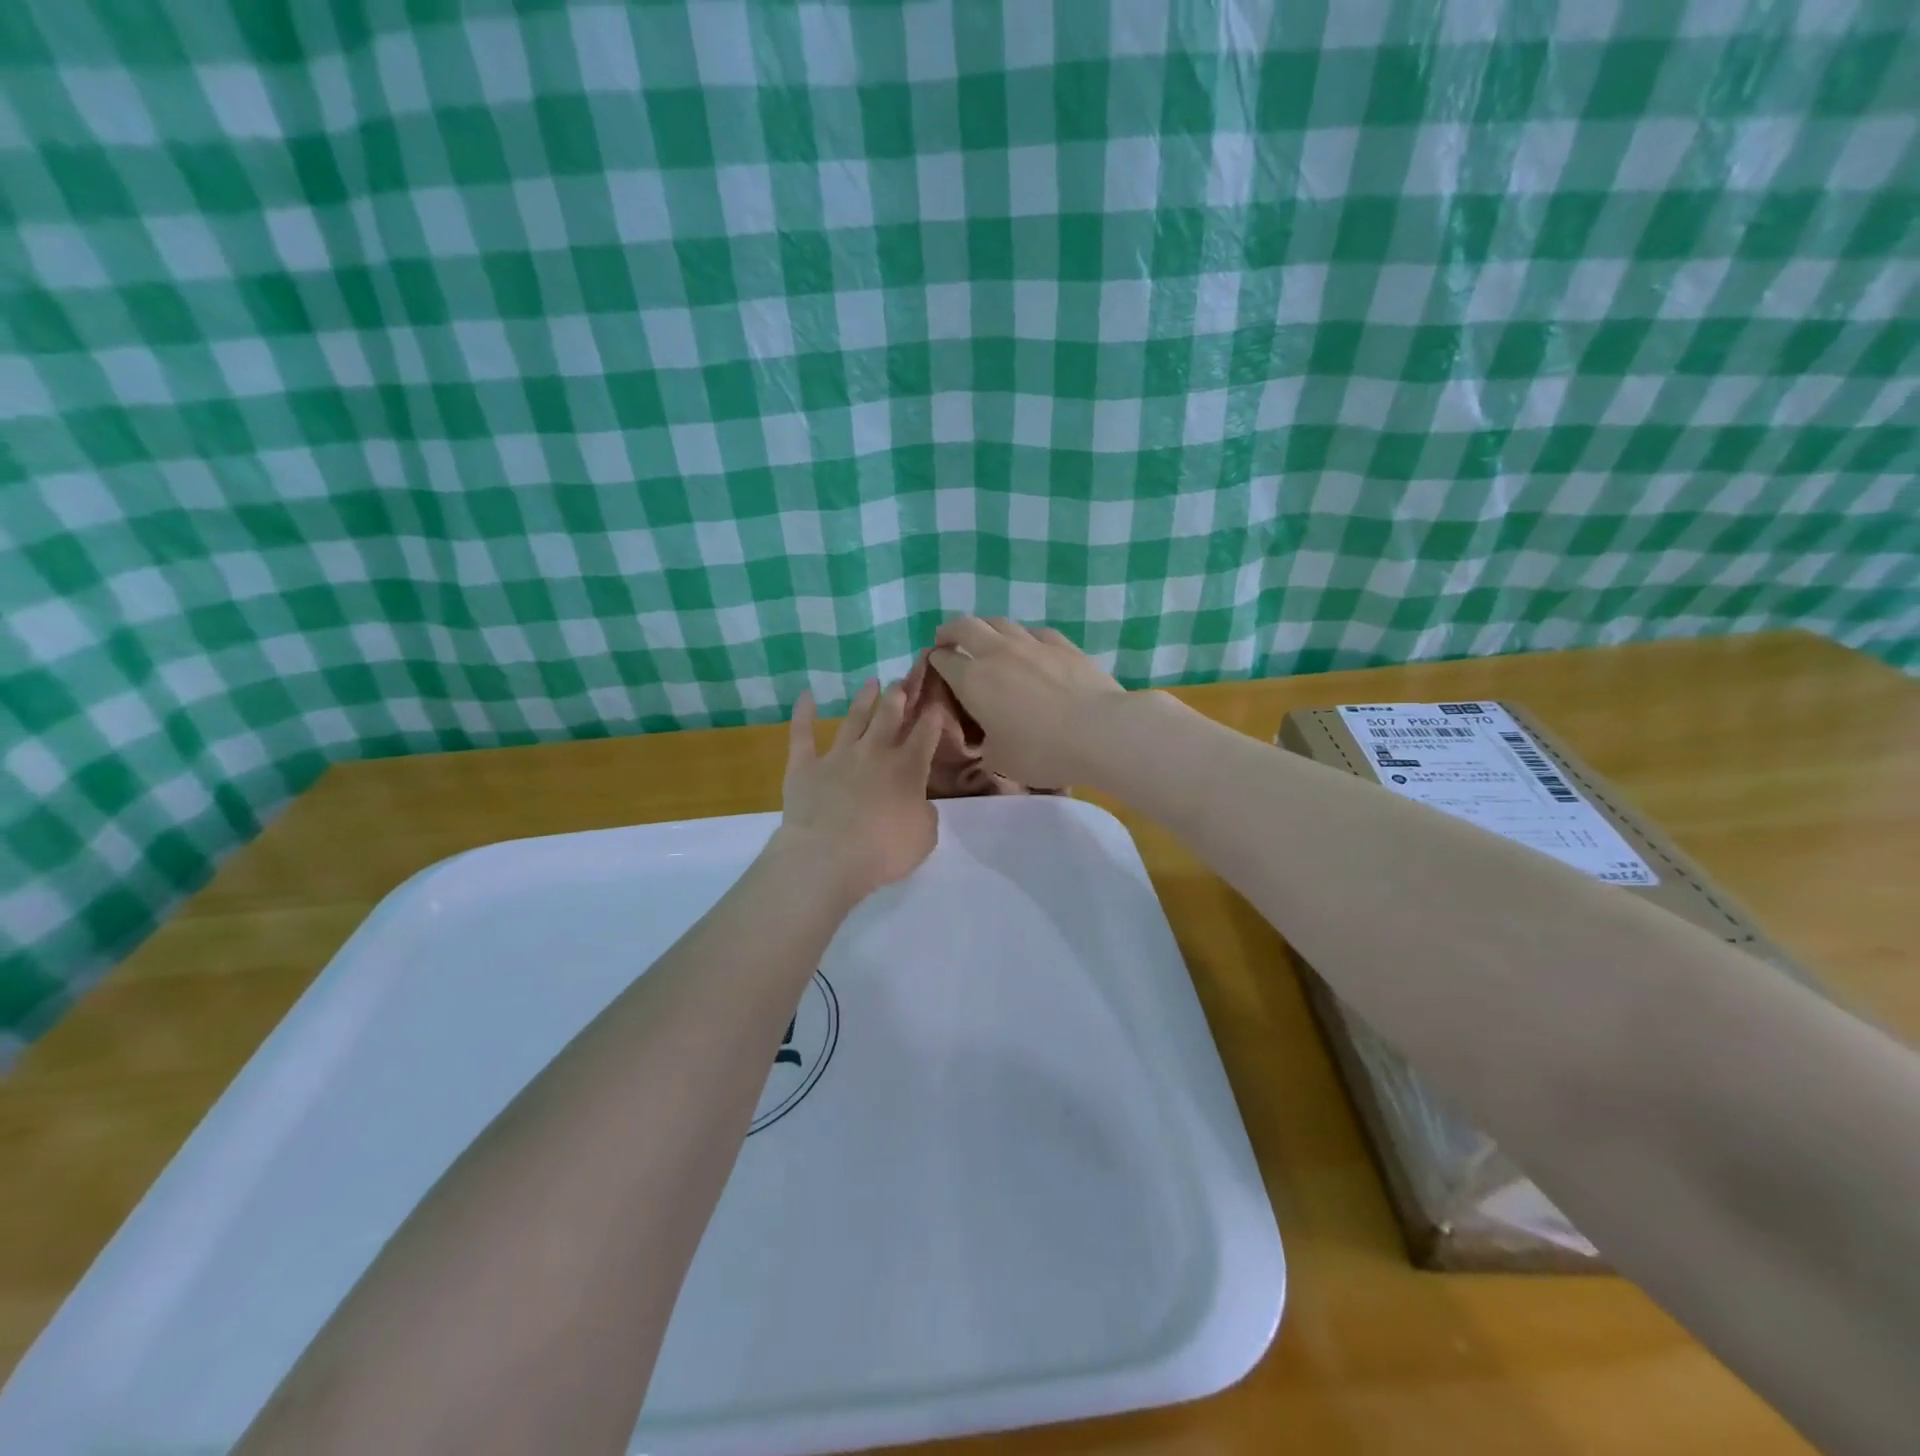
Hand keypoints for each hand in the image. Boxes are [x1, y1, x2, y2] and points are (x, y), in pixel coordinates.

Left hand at [775, 680, 942, 903]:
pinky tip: (806, 695)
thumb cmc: (883, 851)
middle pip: (889, 716)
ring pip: (853, 718)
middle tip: (901, 684)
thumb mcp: (924, 837)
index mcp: (908, 769)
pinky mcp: (804, 765)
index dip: (932, 718)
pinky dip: (803, 713)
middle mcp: (874, 752)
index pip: (925, 735)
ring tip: (871, 682)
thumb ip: (925, 813)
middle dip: (898, 698)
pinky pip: (802, 733)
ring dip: (864, 699)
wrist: (827, 857)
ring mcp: (837, 755)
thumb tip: (918, 803)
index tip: (935, 705)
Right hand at [927, 618, 1126, 787]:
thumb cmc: (1041, 751)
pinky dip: (1023, 637)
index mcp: (972, 681)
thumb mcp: (1000, 760)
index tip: (936, 669)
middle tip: (948, 642)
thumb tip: (989, 739)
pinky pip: (1034, 632)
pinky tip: (1029, 647)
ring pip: (999, 622)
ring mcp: (1031, 644)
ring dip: (985, 629)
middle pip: (964, 627)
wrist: (1098, 732)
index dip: (935, 662)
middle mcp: (996, 653)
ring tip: (986, 642)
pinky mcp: (1062, 644)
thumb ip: (986, 745)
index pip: (942, 660)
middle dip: (950, 632)